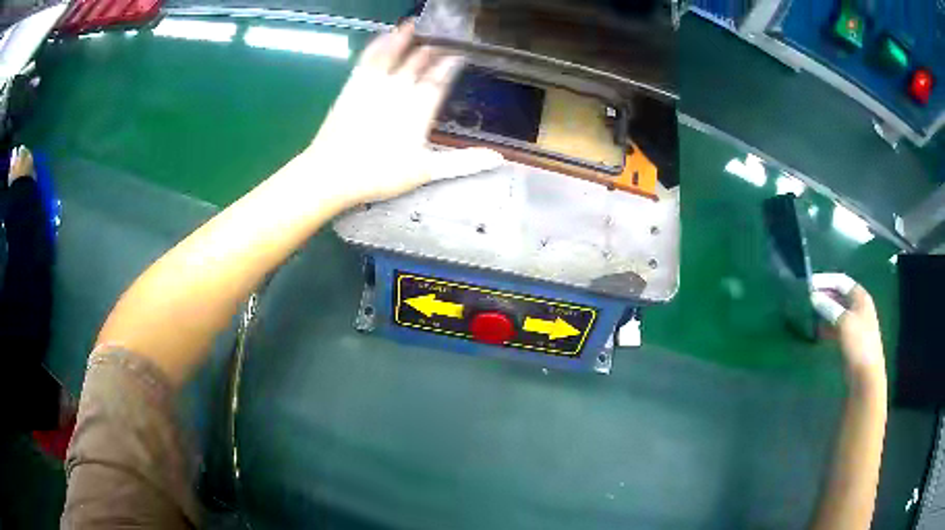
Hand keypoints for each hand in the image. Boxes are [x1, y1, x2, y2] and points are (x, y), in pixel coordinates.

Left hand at [303, 22, 502, 208]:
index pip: (441, 79)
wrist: (331, 174)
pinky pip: (369, 58)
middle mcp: (400, 89)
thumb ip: (463, 162)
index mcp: (420, 108)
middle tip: (444, 39)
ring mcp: (375, 84)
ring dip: (407, 39)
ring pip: (395, 54)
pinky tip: (384, 36)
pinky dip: (378, 44)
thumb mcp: (426, 171)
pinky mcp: (354, 85)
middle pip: (420, 63)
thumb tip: (499, 158)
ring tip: (416, 24)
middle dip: (433, 50)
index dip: (451, 65)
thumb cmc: (380, 174)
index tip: (461, 54)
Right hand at [810, 273, 884, 382]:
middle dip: (823, 296)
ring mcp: (854, 324)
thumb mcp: (844, 322)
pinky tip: (816, 330)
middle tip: (806, 299)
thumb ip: (829, 307)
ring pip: (836, 311)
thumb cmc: (859, 344)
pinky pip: (835, 327)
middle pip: (838, 295)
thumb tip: (813, 297)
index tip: (808, 283)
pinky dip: (825, 326)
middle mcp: (858, 307)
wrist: (865, 376)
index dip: (825, 280)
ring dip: (823, 311)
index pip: (841, 281)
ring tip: (808, 314)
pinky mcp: (848, 339)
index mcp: (860, 297)